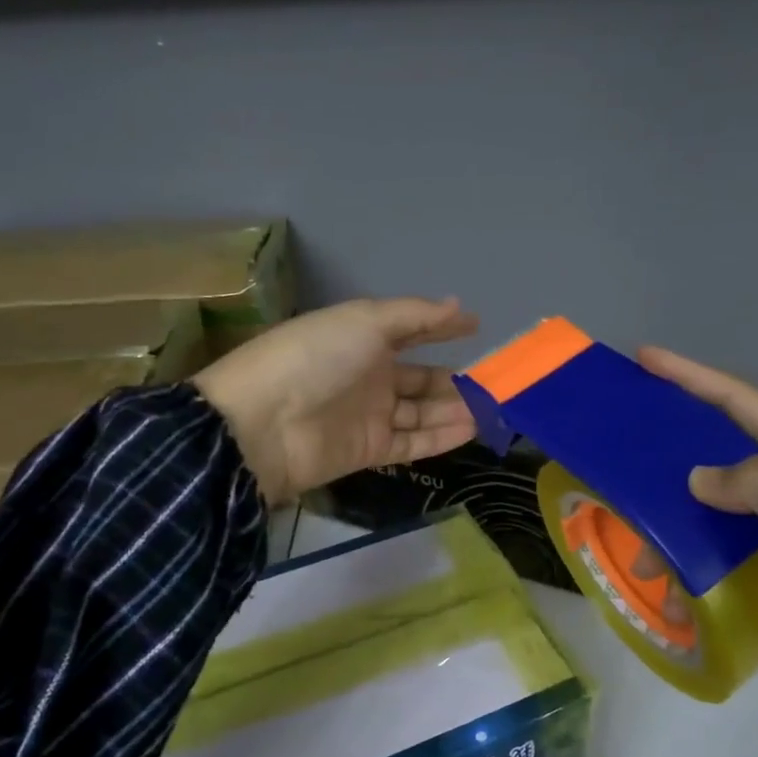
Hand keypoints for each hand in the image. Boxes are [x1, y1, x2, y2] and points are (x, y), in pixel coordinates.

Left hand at [194, 298, 479, 505]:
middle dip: (454, 380)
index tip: (476, 328)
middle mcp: (367, 375)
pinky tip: (470, 431)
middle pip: (419, 378)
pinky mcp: (368, 451)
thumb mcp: (365, 321)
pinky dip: (440, 437)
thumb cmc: (315, 358)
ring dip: (454, 410)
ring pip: (421, 412)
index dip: (441, 329)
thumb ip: (415, 316)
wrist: (262, 423)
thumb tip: (458, 305)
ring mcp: (368, 415)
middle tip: (496, 384)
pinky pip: (412, 442)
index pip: (410, 331)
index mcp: (362, 337)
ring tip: (492, 410)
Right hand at [639, 347, 757, 714]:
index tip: (645, 357)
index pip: (743, 402)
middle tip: (624, 448)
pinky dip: (703, 557)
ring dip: (683, 515)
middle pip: (727, 448)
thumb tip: (695, 477)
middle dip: (676, 442)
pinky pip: (735, 549)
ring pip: (725, 504)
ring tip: (642, 541)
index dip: (693, 377)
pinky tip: (679, 577)